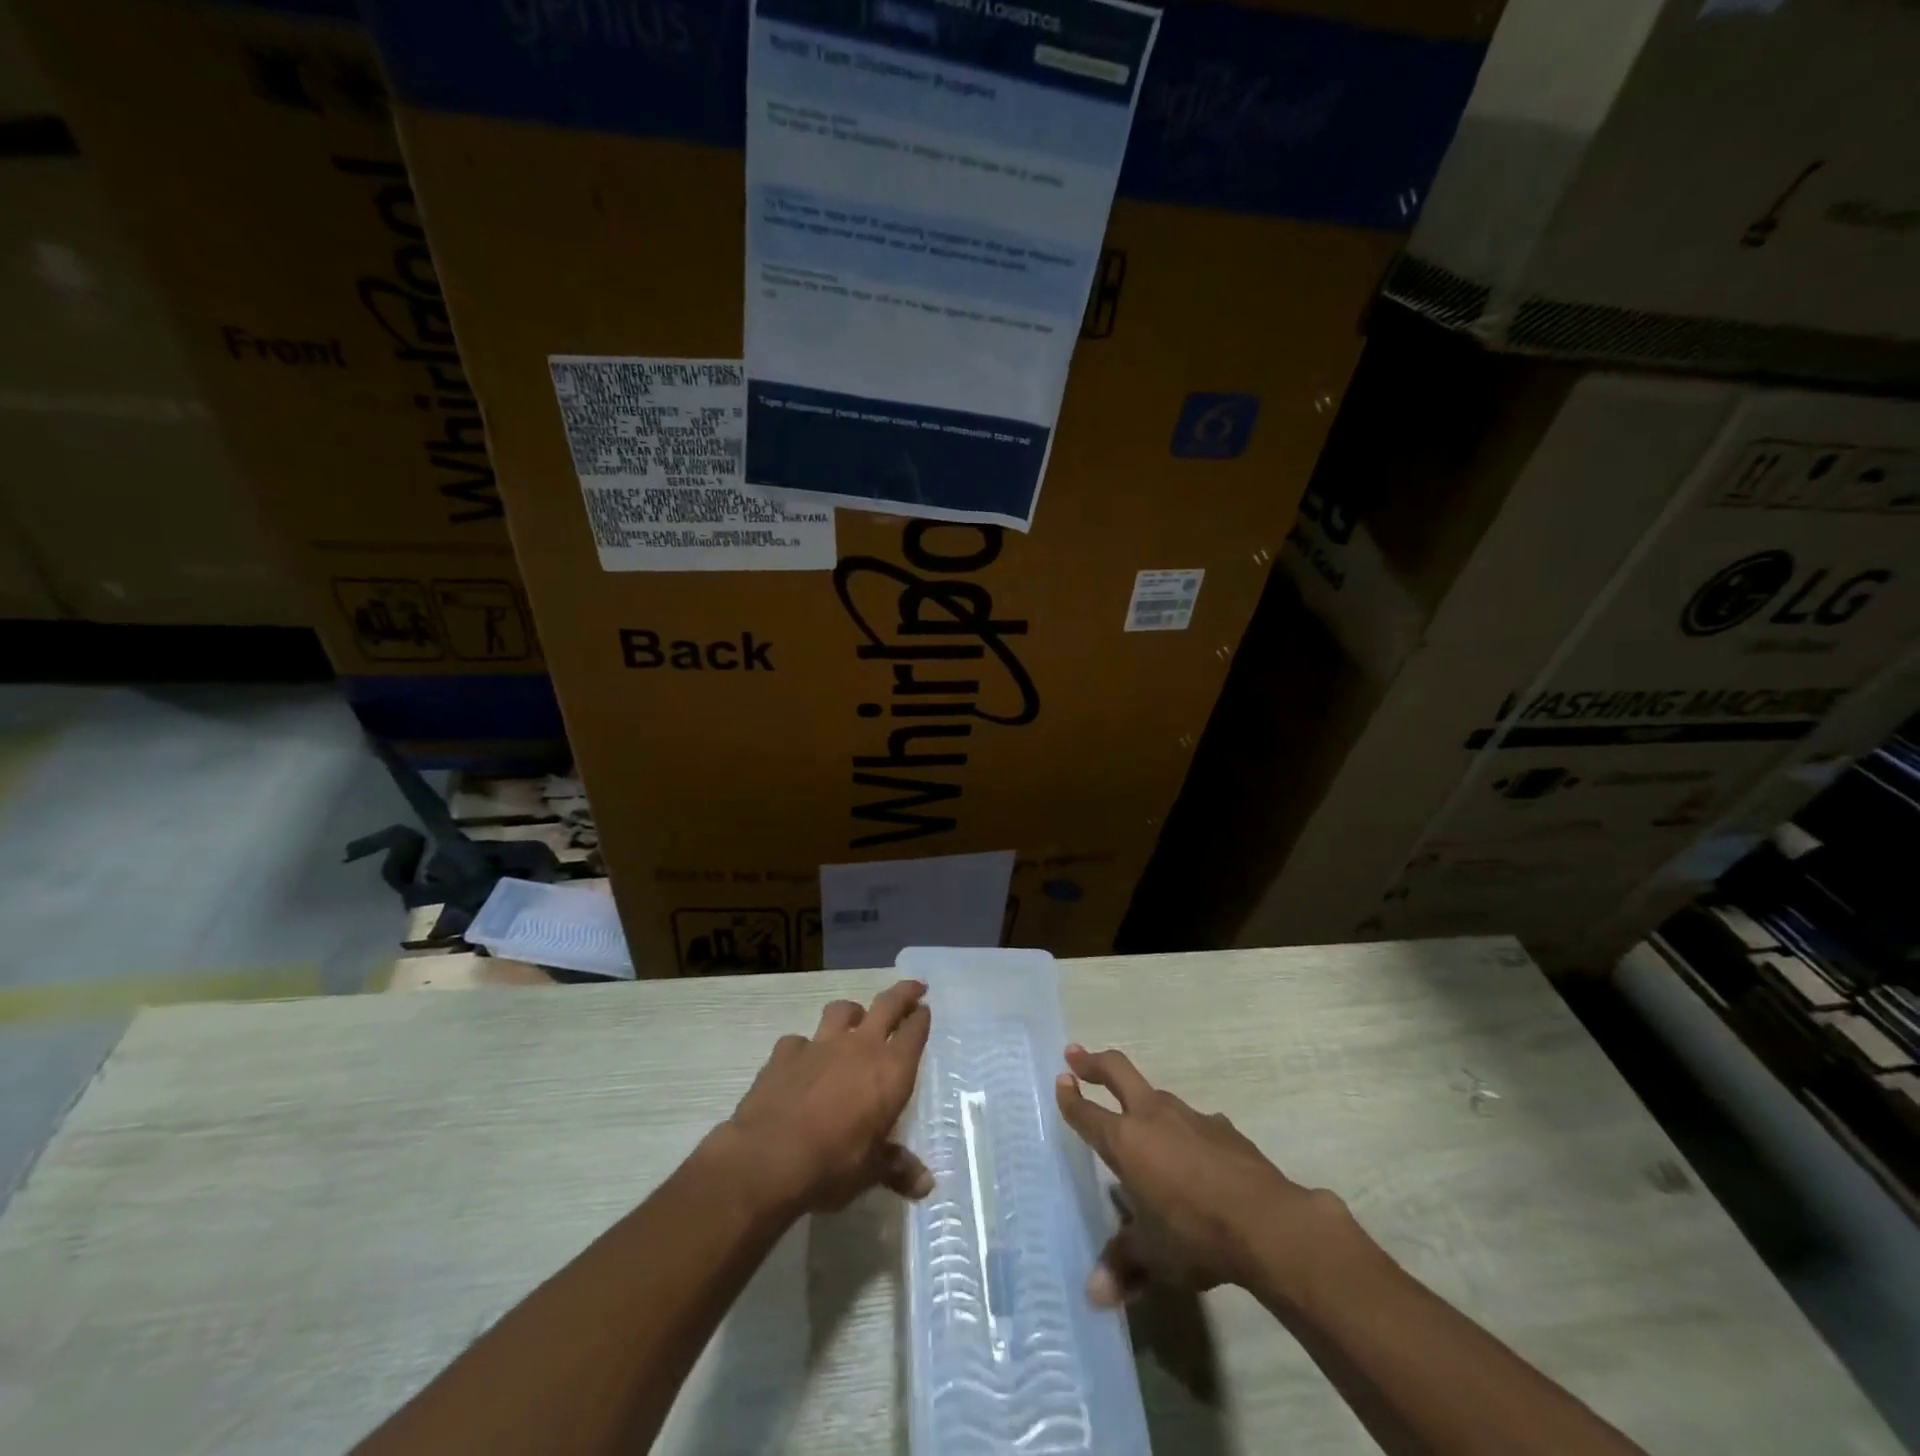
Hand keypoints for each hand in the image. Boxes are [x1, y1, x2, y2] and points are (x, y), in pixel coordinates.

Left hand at [724, 980, 933, 1216]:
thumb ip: (897, 1168)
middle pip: (887, 1005)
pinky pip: (800, 1041)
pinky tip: (801, 1062)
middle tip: (914, 986)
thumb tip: (926, 1185)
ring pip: (842, 1011)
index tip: (925, 1009)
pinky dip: (805, 1048)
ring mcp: (821, 1044)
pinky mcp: (786, 1052)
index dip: (921, 1018)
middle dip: (903, 993)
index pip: (914, 1032)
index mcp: (890, 1071)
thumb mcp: (870, 1172)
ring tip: (855, 1018)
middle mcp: (860, 1047)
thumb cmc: (832, 1164)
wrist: (768, 1158)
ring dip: (852, 1012)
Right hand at [1055, 1044, 1342, 1306]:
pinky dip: (1185, 1133)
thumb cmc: (1196, 1234)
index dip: (1070, 1098)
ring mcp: (1190, 1116)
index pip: (1087, 1113)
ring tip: (1142, 1125)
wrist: (1267, 1222)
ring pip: (1157, 1096)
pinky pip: (1194, 1123)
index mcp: (1126, 1141)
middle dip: (1093, 1061)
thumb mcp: (1154, 1255)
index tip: (1060, 1081)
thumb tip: (1094, 1294)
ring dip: (1142, 1102)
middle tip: (1075, 1054)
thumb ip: (1123, 1264)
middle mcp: (1153, 1116)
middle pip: (1117, 1071)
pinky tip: (1195, 1158)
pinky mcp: (1222, 1128)